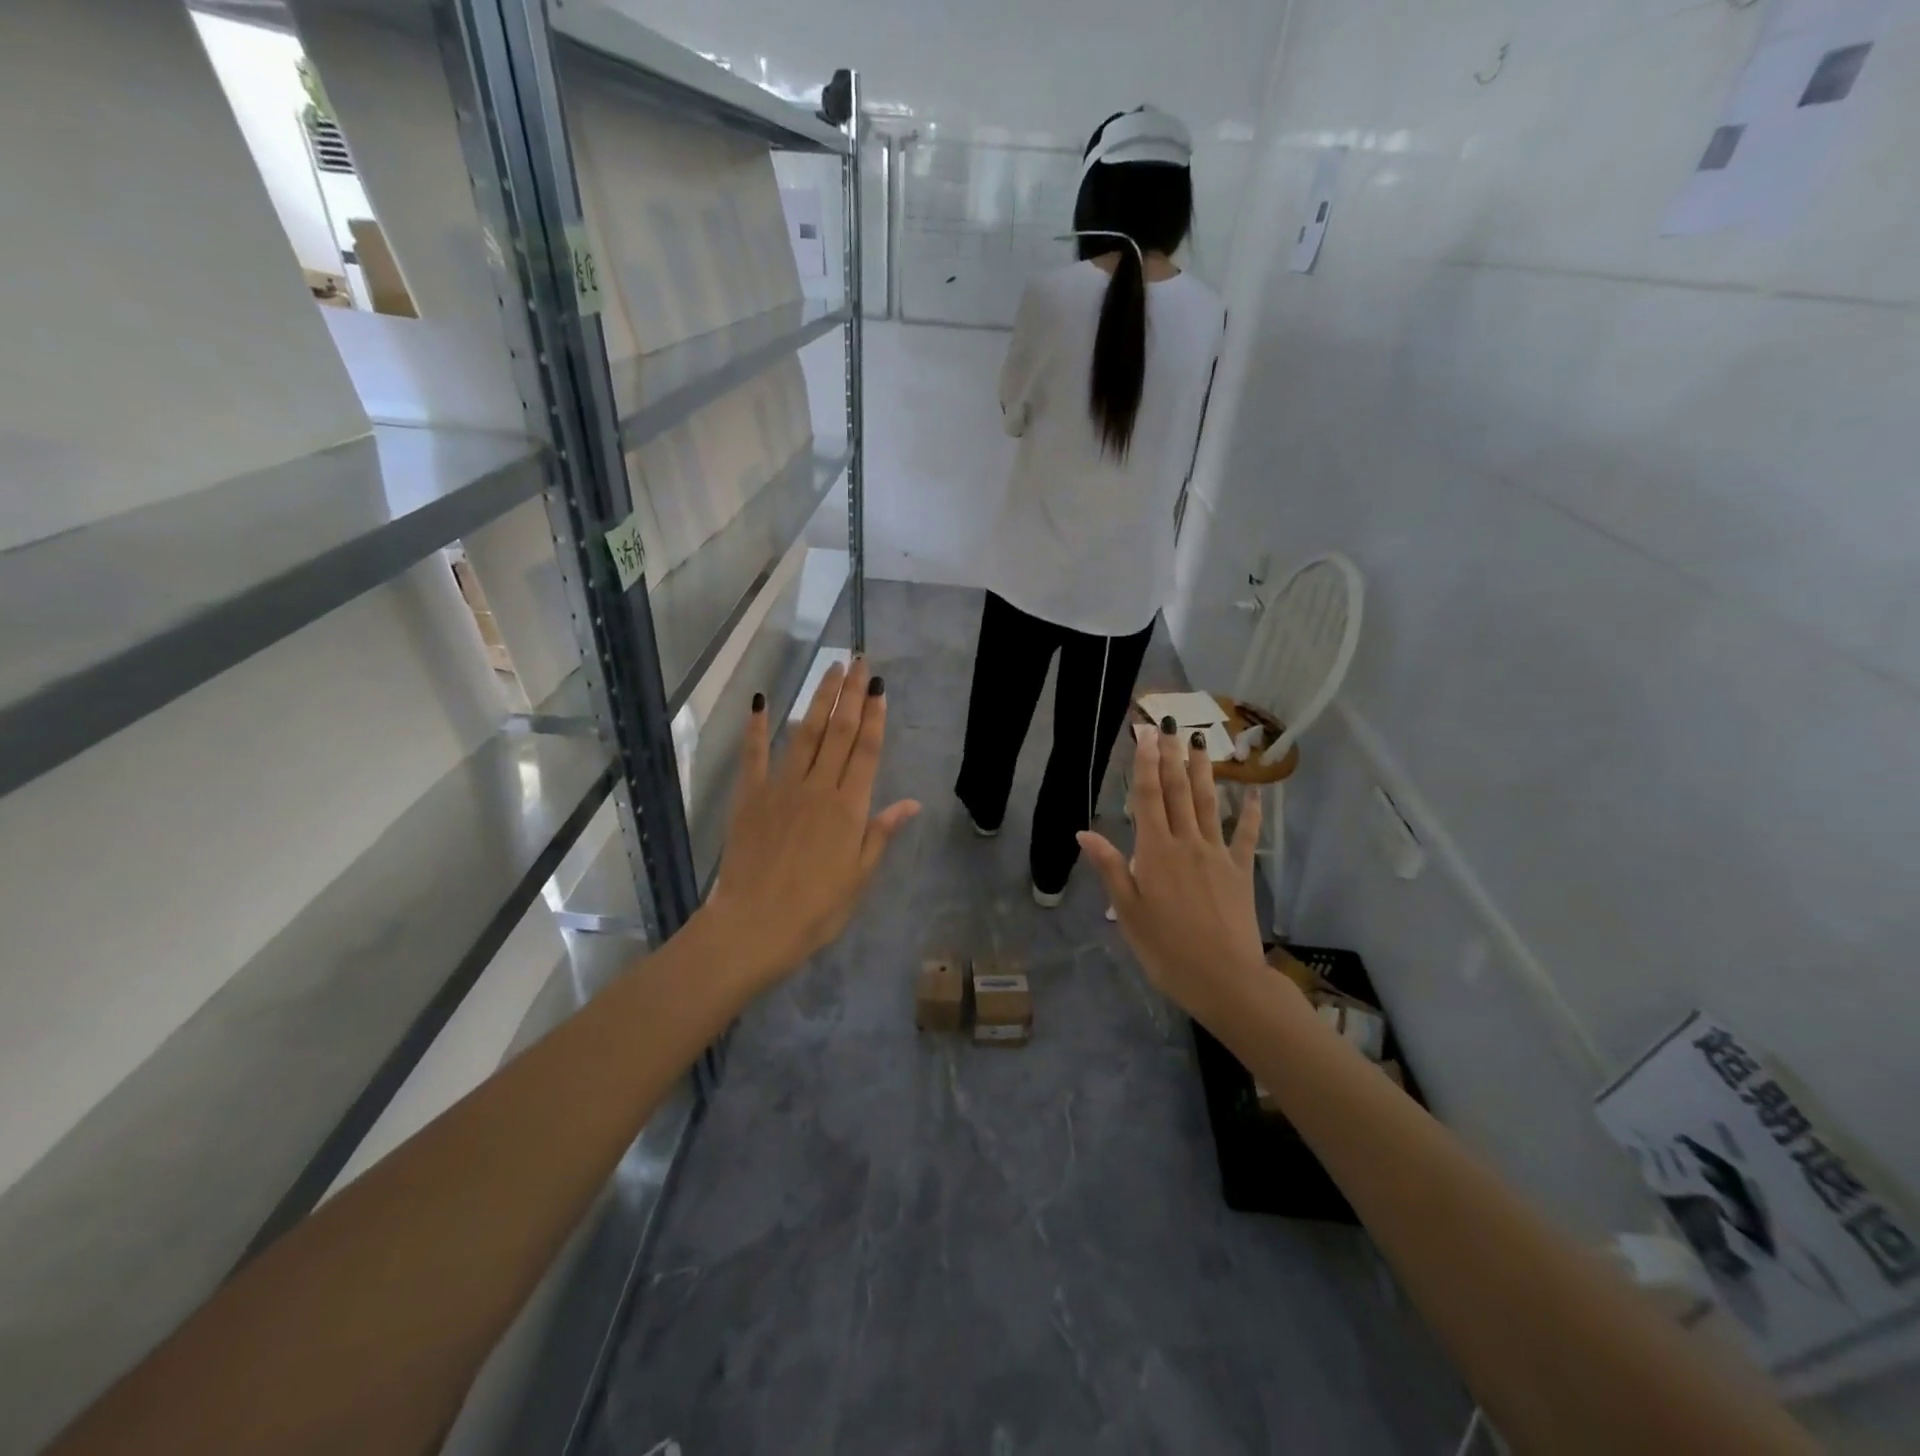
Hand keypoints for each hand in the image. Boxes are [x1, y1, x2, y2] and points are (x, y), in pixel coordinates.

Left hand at [697, 657, 920, 989]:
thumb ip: (881, 833)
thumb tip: (912, 802)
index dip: (874, 716)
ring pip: (805, 734)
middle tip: (859, 662)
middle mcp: (818, 788)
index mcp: (849, 808)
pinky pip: (755, 755)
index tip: (879, 686)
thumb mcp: (859, 876)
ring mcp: (781, 788)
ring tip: (830, 670)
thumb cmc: (816, 909)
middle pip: (839, 732)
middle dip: (851, 695)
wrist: (754, 926)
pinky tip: (762, 700)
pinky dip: (758, 727)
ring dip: (818, 699)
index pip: (866, 751)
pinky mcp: (751, 797)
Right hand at [1079, 722, 1270, 1021]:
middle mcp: (1186, 842)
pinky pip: (1245, 835)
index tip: (1145, 734)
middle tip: (1168, 725)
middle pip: (1177, 791)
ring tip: (1200, 742)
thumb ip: (1109, 867)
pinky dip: (1250, 812)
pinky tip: (1254, 792)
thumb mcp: (1127, 912)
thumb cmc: (1166, 949)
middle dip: (1171, 756)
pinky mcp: (1240, 871)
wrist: (1224, 979)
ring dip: (1203, 771)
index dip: (1145, 763)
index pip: (1148, 797)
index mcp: (1155, 851)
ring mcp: (1217, 854)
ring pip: (1208, 803)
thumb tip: (1084, 832)